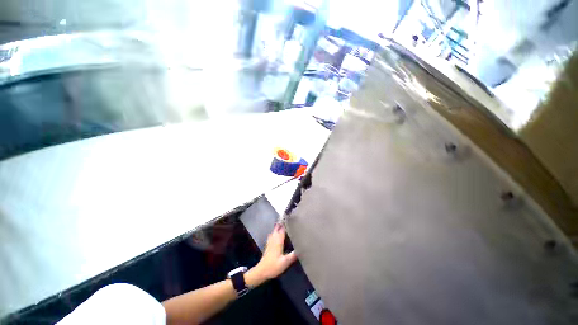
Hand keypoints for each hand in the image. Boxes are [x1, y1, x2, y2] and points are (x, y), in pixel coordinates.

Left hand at [245, 224, 296, 286]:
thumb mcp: (285, 262)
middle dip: (282, 223)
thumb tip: (301, 248)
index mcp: (278, 241)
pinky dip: (275, 232)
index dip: (286, 223)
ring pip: (274, 231)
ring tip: (284, 224)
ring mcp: (270, 241)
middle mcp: (274, 239)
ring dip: (278, 227)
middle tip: (288, 219)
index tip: (291, 218)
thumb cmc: (273, 266)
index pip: (282, 229)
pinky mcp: (268, 245)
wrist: (261, 271)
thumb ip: (293, 255)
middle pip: (277, 228)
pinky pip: (272, 235)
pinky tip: (277, 233)